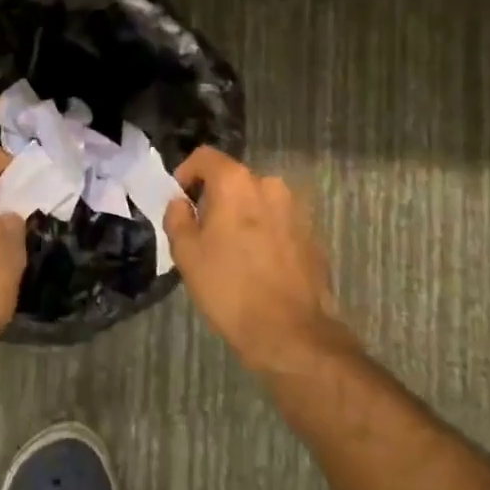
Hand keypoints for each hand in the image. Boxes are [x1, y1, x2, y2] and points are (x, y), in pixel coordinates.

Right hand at [163, 147, 350, 368]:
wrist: (290, 332)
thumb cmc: (229, 287)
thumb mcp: (186, 253)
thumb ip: (177, 218)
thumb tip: (181, 203)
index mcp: (236, 183)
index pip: (204, 157)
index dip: (186, 173)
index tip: (179, 200)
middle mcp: (270, 185)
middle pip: (233, 179)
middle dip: (214, 198)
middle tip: (201, 231)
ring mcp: (296, 209)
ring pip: (257, 201)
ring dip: (241, 215)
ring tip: (230, 250)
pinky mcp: (312, 234)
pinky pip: (277, 222)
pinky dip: (263, 232)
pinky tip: (256, 264)